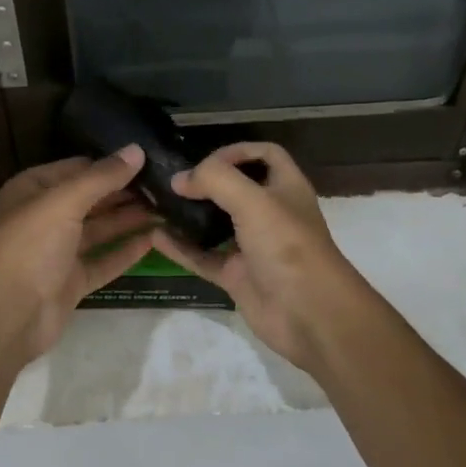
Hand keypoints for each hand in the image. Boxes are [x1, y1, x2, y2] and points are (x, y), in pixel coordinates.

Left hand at [0, 147, 157, 363]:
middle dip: (124, 192)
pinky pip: (104, 260)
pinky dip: (127, 250)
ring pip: (99, 229)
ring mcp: (58, 251)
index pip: (76, 168)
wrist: (8, 314)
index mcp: (32, 190)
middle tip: (166, 185)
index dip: (109, 164)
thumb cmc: (30, 246)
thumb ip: (102, 177)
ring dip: (130, 219)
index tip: (147, 159)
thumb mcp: (64, 201)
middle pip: (90, 199)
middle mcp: (44, 217)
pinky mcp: (72, 281)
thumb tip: (136, 150)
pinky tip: (156, 239)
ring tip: (168, 208)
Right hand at [153, 142, 362, 374]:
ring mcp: (253, 247)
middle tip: (172, 179)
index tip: (204, 160)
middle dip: (206, 181)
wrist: (310, 315)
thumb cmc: (288, 247)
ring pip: (216, 223)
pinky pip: (204, 257)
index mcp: (286, 188)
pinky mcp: (238, 276)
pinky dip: (181, 248)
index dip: (237, 151)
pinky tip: (155, 237)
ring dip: (189, 214)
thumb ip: (215, 180)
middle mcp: (270, 213)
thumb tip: (180, 180)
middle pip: (236, 188)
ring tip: (158, 203)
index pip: (264, 155)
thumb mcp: (254, 201)